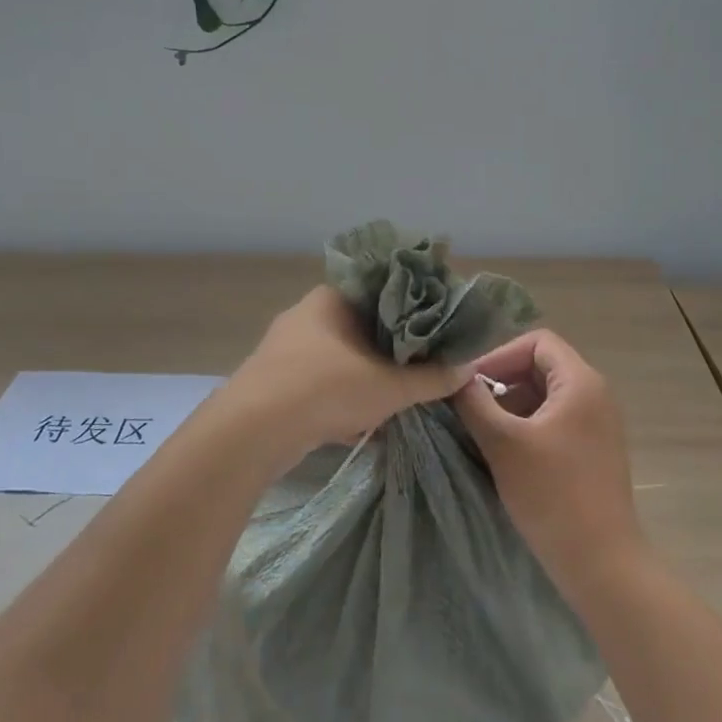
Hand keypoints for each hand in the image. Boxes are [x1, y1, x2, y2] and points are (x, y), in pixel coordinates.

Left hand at [218, 286, 471, 468]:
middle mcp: (308, 315)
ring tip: (398, 396)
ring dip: (368, 376)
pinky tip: (360, 422)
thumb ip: (432, 378)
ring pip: (342, 356)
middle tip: (424, 365)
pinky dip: (343, 397)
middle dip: (393, 349)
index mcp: (333, 297)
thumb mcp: (391, 386)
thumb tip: (469, 369)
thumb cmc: (326, 389)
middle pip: (364, 326)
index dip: (415, 308)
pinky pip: (322, 382)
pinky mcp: (275, 381)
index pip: (384, 290)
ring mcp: (287, 348)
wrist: (252, 432)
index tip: (439, 328)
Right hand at [454, 329, 645, 588]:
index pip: (537, 341)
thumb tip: (454, 376)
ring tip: (482, 432)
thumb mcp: (503, 443)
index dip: (499, 355)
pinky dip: (526, 427)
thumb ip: (474, 402)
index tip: (470, 384)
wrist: (600, 563)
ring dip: (510, 407)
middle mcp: (595, 395)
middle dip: (501, 382)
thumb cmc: (552, 494)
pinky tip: (503, 453)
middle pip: (540, 366)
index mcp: (581, 382)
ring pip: (544, 396)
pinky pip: (554, 421)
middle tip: (469, 408)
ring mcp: (596, 424)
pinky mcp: (592, 450)